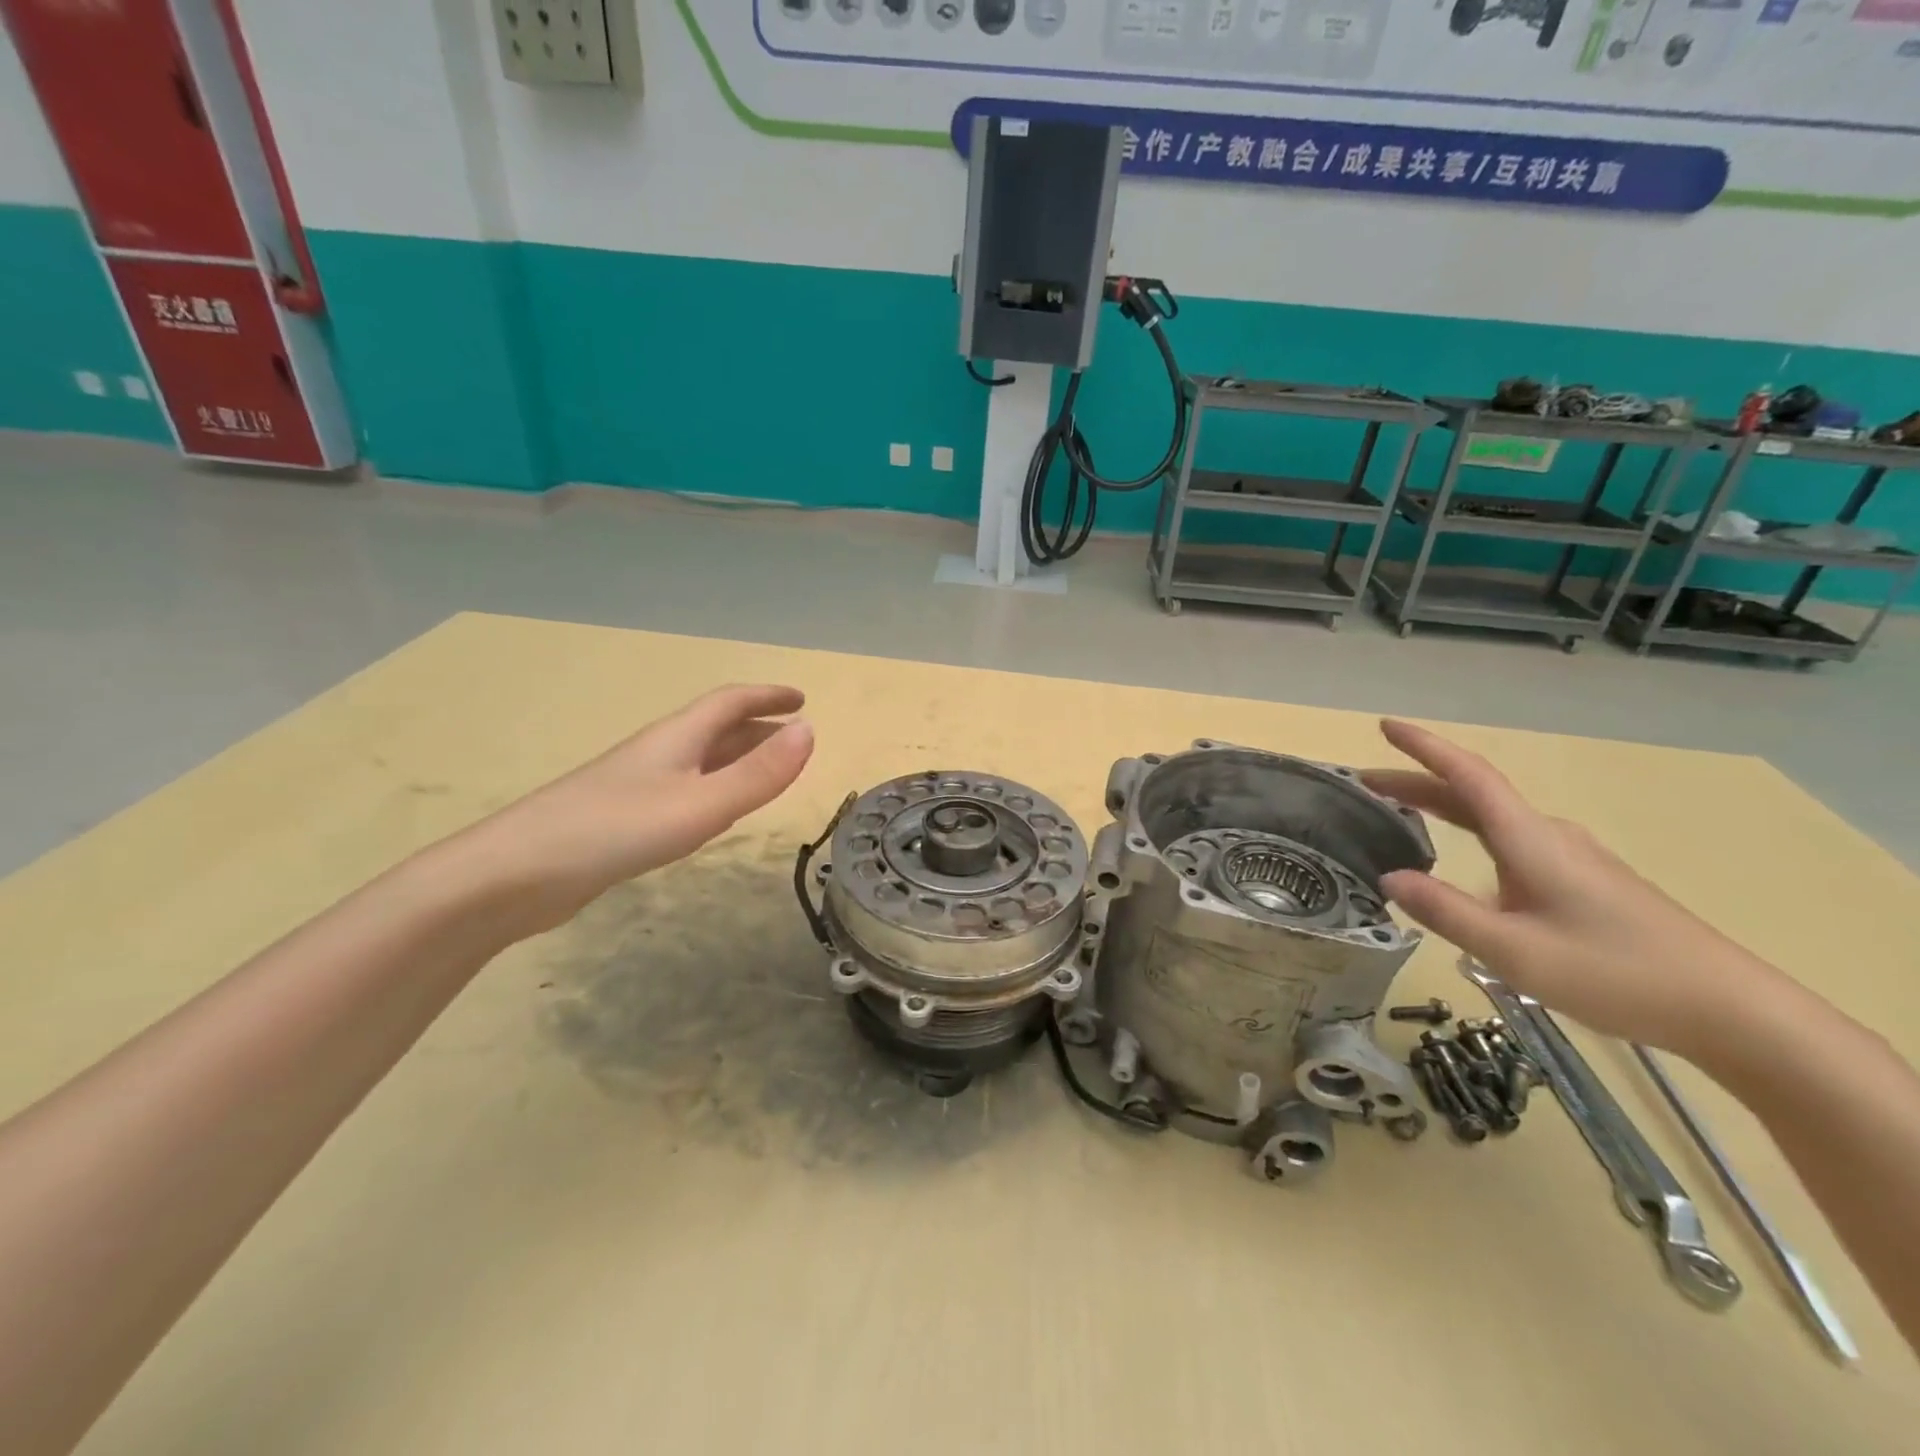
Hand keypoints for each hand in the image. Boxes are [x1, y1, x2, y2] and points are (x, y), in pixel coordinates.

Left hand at [457, 684, 813, 935]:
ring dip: (738, 758)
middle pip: (716, 728)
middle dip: (759, 727)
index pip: (730, 702)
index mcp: (677, 738)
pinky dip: (715, 789)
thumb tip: (810, 731)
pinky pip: (685, 790)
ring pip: (700, 760)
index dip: (767, 696)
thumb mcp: (700, 804)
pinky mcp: (624, 819)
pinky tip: (715, 811)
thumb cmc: (614, 830)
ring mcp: (637, 786)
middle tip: (796, 738)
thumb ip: (758, 774)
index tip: (802, 698)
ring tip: (769, 771)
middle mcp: (659, 753)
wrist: (515, 875)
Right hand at [1363, 719, 1772, 1054]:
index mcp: (1530, 840)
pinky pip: (1511, 842)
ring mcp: (1572, 860)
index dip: (1424, 747)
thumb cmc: (1617, 972)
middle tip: (1367, 783)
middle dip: (1417, 783)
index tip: (1386, 724)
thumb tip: (1388, 878)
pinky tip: (1462, 864)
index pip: (1467, 776)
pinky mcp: (1586, 884)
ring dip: (1442, 808)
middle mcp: (1549, 837)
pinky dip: (1469, 833)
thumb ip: (1445, 912)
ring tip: (1400, 814)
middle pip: (1474, 795)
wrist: (1733, 1011)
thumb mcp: (1514, 950)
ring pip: (1493, 820)